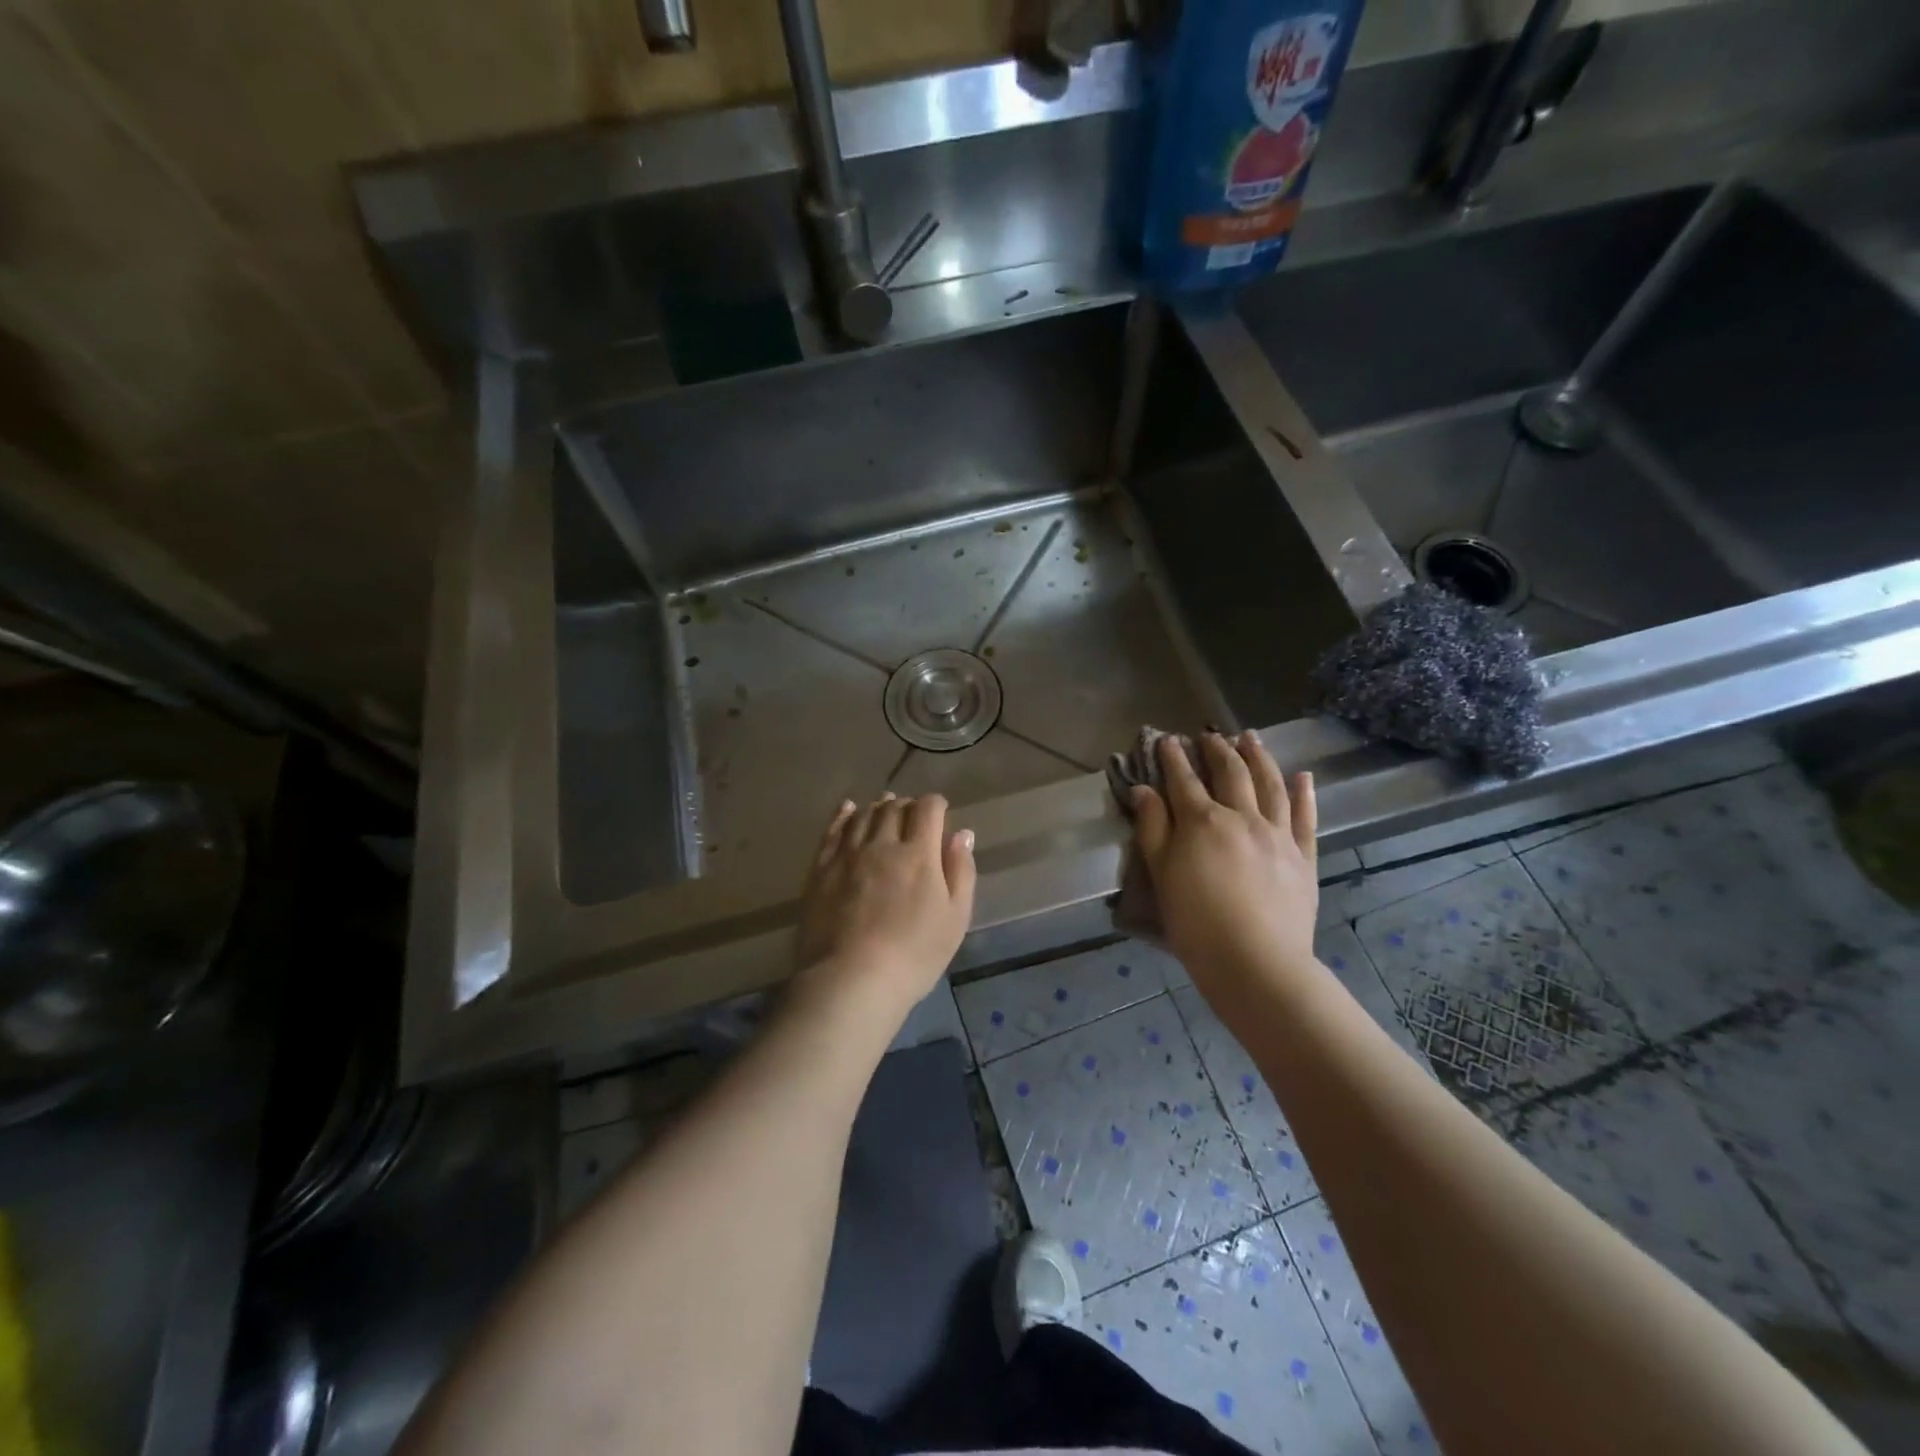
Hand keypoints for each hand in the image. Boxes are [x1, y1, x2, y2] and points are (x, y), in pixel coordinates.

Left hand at [792, 792, 976, 1023]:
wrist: (850, 980)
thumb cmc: (914, 954)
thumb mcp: (955, 918)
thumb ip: (961, 872)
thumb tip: (962, 834)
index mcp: (919, 853)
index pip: (928, 809)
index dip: (935, 804)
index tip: (939, 811)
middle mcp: (882, 843)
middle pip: (894, 808)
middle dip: (907, 805)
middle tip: (912, 813)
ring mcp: (847, 854)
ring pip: (864, 815)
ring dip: (877, 807)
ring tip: (884, 808)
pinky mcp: (820, 868)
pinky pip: (833, 830)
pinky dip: (844, 814)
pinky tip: (848, 809)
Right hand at [1131, 732, 1318, 993]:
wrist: (1255, 962)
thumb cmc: (1196, 922)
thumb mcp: (1161, 875)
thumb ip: (1152, 828)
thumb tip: (1143, 790)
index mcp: (1203, 821)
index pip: (1184, 780)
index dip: (1173, 757)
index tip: (1167, 739)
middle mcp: (1242, 817)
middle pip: (1231, 773)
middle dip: (1218, 749)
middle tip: (1210, 735)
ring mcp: (1278, 835)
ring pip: (1270, 785)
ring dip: (1259, 757)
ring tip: (1251, 738)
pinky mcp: (1303, 856)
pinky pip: (1306, 817)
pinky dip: (1304, 793)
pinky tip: (1302, 776)